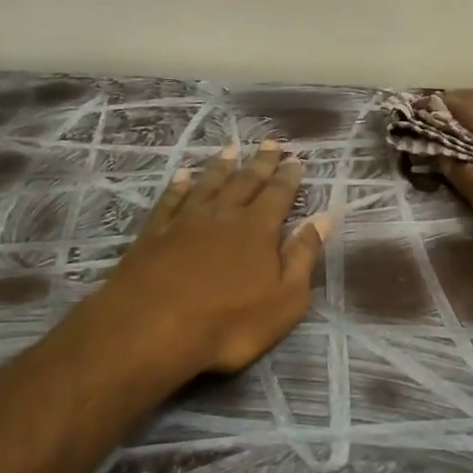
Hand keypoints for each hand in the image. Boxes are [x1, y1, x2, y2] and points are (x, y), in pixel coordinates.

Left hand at [91, 139, 332, 375]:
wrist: (150, 329)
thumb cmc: (228, 323)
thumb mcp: (284, 300)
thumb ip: (303, 257)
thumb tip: (322, 219)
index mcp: (258, 229)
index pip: (278, 194)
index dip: (288, 177)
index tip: (295, 159)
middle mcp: (223, 215)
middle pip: (245, 181)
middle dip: (260, 162)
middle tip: (270, 142)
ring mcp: (185, 221)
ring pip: (208, 184)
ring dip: (221, 166)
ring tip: (231, 149)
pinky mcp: (154, 234)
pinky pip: (170, 201)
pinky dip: (178, 186)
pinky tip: (182, 176)